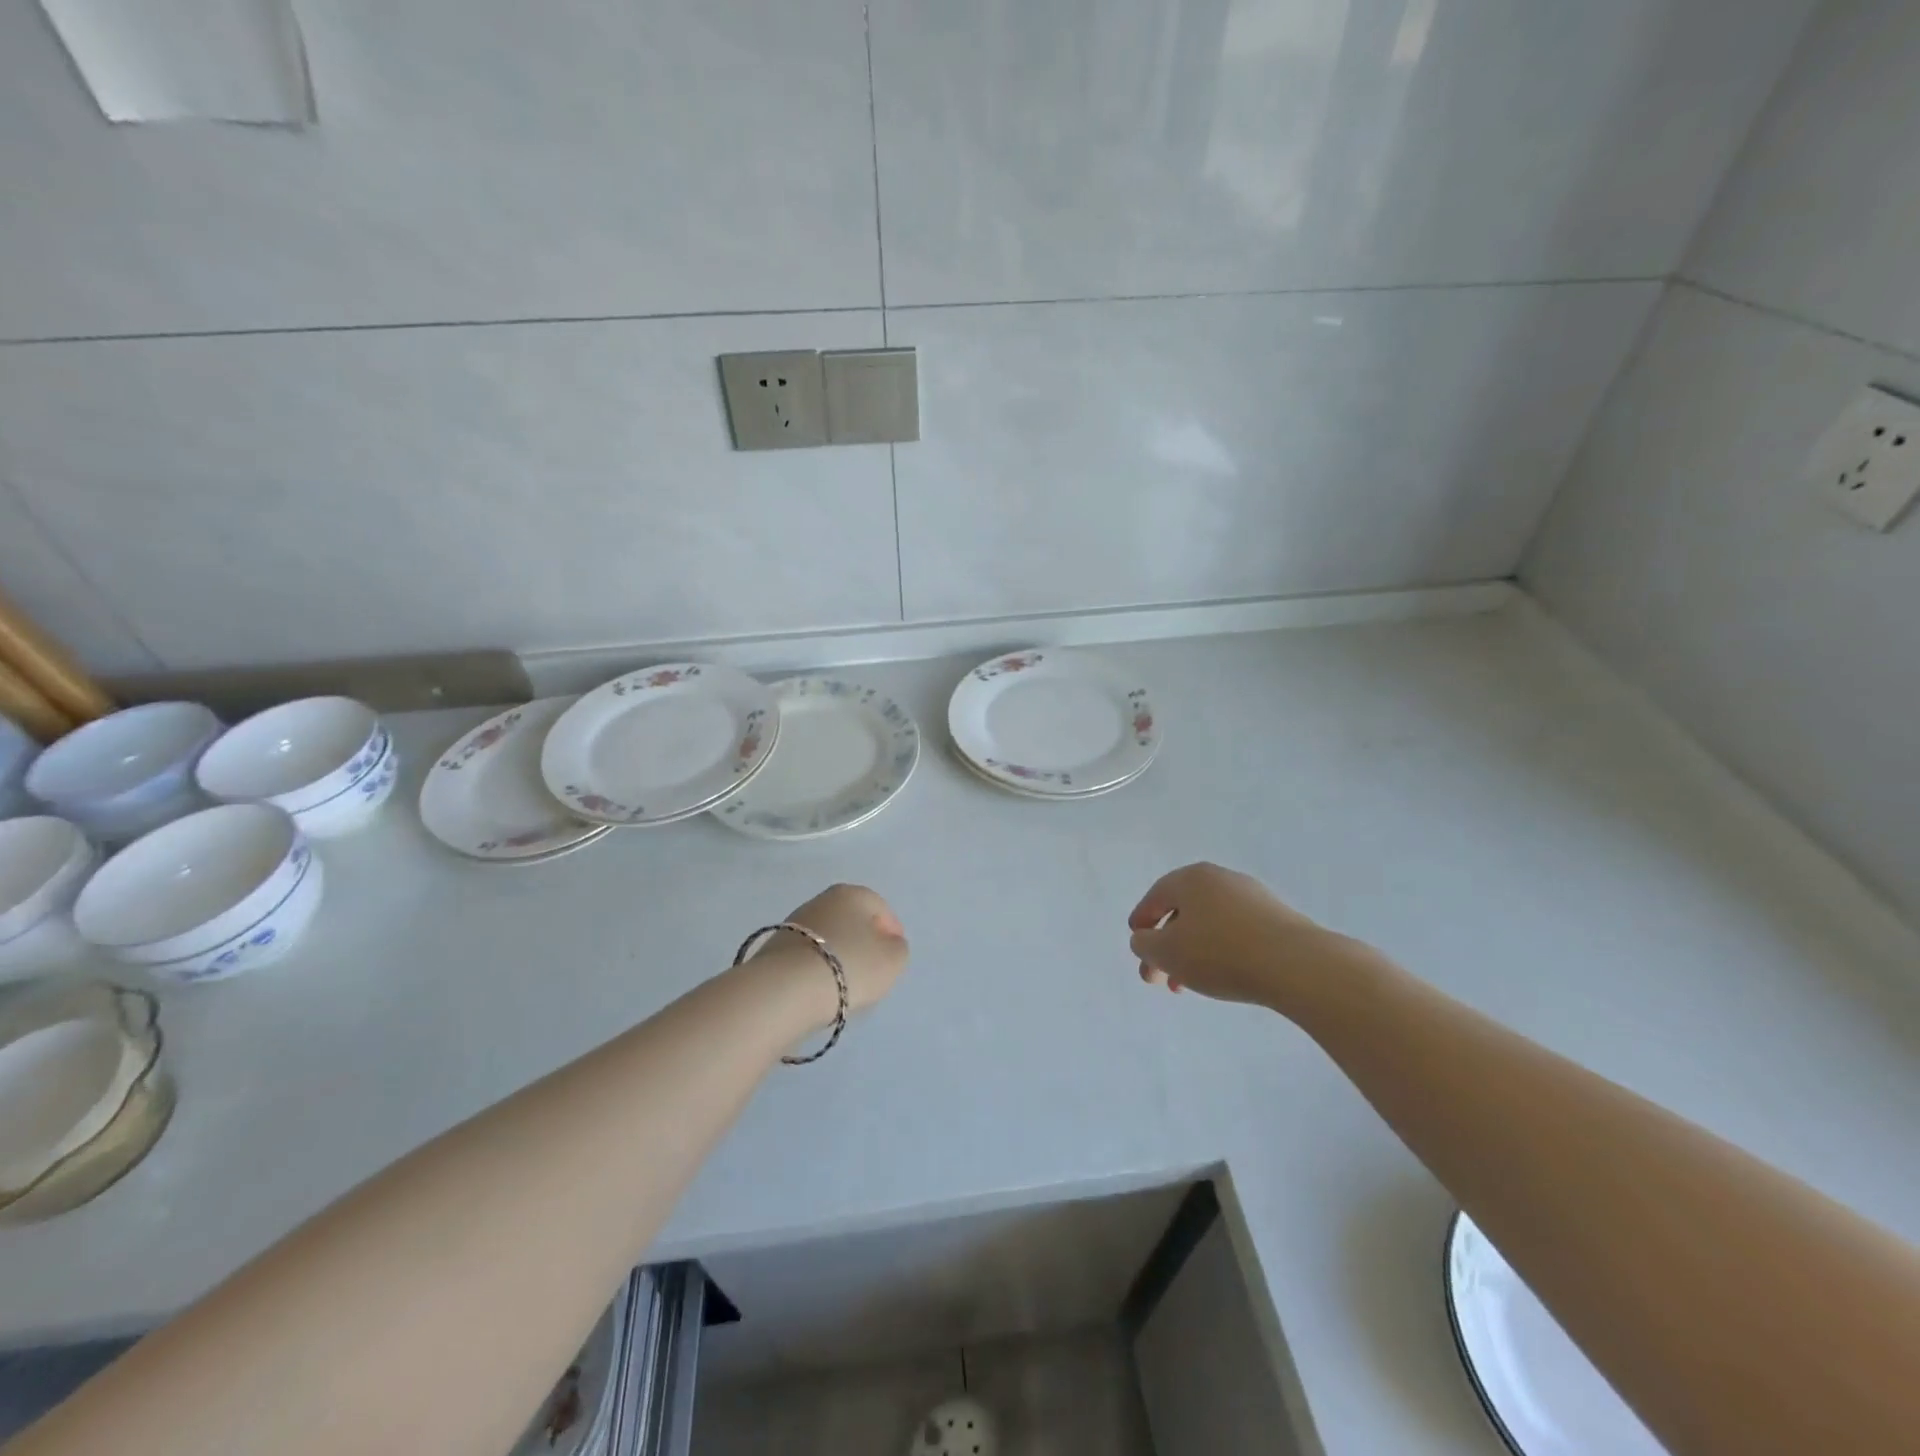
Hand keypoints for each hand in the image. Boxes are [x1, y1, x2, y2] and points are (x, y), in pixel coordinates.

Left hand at [761, 884, 909, 1020]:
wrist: (787, 988)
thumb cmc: (850, 966)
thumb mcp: (893, 959)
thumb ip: (898, 948)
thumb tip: (887, 944)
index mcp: (853, 893)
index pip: (881, 908)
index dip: (892, 933)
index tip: (894, 957)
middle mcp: (822, 899)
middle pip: (852, 921)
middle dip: (863, 942)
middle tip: (871, 970)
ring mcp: (794, 922)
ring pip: (828, 937)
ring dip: (839, 955)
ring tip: (845, 983)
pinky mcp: (775, 946)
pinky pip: (808, 955)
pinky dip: (817, 967)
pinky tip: (820, 987)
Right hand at [1128, 863, 1354, 1010]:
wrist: (1297, 964)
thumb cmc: (1220, 953)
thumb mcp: (1166, 952)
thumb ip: (1145, 944)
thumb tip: (1144, 938)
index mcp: (1191, 878)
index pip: (1156, 896)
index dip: (1141, 922)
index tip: (1137, 945)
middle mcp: (1220, 879)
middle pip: (1182, 912)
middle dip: (1166, 946)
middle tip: (1158, 979)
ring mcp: (1252, 897)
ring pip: (1209, 924)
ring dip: (1192, 953)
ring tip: (1188, 986)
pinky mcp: (1276, 918)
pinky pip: (1235, 932)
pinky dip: (1219, 951)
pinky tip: (1222, 976)